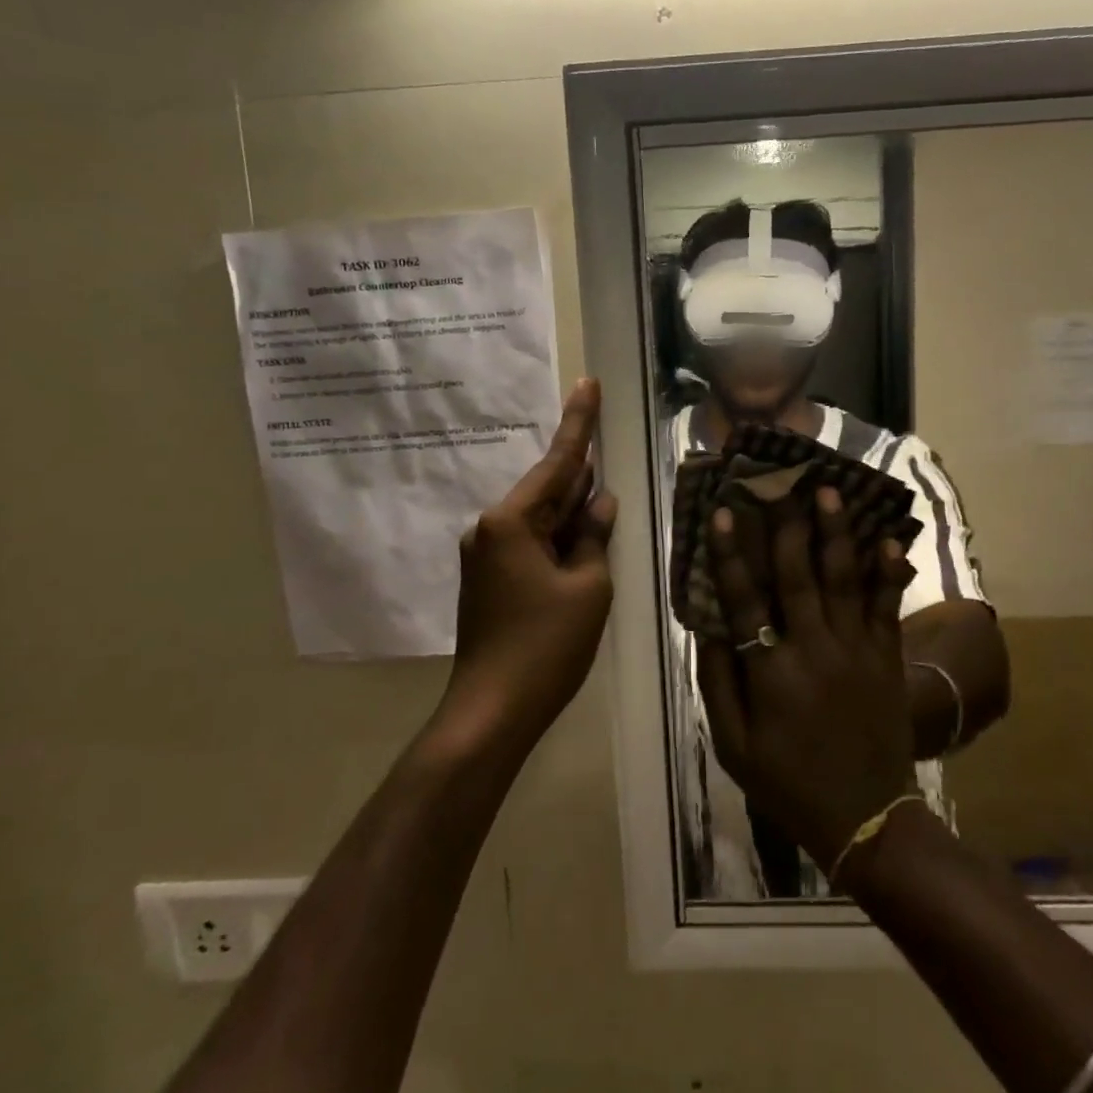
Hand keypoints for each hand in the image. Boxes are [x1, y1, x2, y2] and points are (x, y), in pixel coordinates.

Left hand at [444, 379, 617, 750]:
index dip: (579, 424)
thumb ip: (593, 537)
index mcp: (511, 522)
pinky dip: (558, 538)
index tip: (586, 383)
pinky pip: (531, 545)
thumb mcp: (588, 587)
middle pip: (546, 490)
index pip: (557, 463)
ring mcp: (486, 556)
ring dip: (571, 511)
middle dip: (579, 473)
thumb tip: (601, 503)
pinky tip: (582, 538)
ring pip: (540, 521)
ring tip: (603, 492)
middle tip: (605, 437)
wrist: (493, 709)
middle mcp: (490, 529)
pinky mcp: (490, 581)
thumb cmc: (546, 645)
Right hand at [695, 488, 917, 876]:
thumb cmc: (788, 782)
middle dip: (790, 526)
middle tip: (785, 483)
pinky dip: (887, 571)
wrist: (864, 817)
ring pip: (844, 579)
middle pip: (798, 575)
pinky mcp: (886, 658)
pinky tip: (887, 539)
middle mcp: (813, 649)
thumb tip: (709, 627)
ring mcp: (856, 650)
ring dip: (836, 533)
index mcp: (771, 671)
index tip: (723, 514)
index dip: (732, 554)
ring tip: (832, 493)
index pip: (744, 599)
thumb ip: (718, 683)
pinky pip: (887, 606)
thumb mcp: (733, 746)